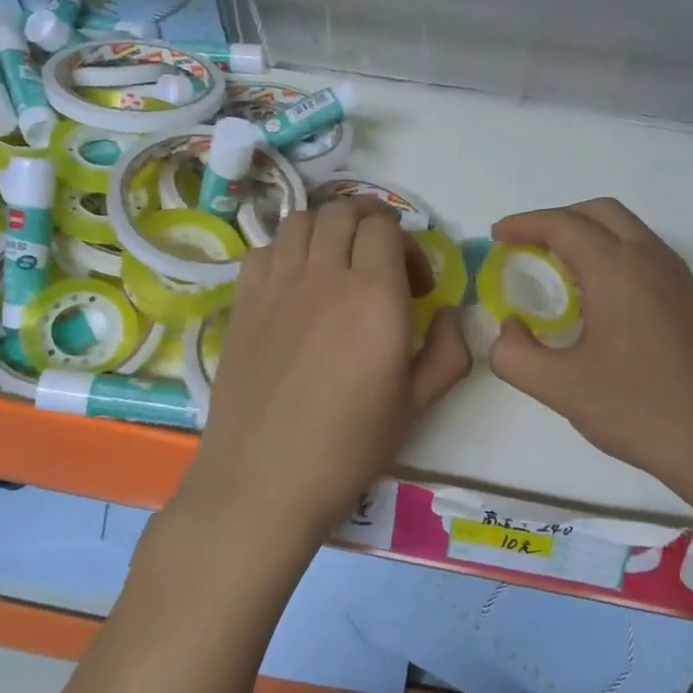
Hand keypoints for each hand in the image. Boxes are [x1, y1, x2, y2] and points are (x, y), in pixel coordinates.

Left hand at [180, 201, 471, 548]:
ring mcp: (276, 285)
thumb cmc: (348, 447)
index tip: (415, 285)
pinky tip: (296, 285)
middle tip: (384, 261)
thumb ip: (448, 351)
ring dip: (329, 228)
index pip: (386, 227)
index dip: (407, 244)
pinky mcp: (243, 303)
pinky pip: (265, 249)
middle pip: (344, 212)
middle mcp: (323, 276)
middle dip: (372, 223)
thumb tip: (450, 314)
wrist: (264, 481)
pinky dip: (287, 250)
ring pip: (301, 220)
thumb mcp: (418, 405)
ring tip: (340, 264)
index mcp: (374, 297)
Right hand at [489, 198, 692, 512]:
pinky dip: (614, 258)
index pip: (563, 224)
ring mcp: (680, 280)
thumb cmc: (642, 410)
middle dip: (559, 220)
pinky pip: (646, 258)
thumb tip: (509, 331)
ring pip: (629, 233)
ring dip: (590, 237)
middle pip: (600, 213)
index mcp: (618, 268)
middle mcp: (653, 260)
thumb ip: (516, 356)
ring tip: (559, 274)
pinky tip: (600, 303)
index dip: (525, 224)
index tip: (498, 236)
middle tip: (528, 248)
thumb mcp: (563, 388)